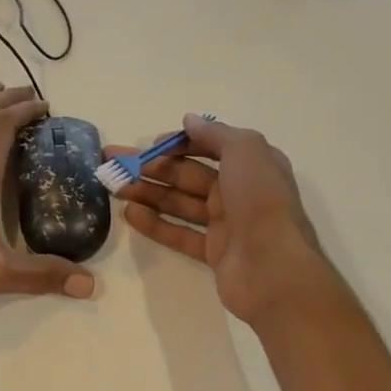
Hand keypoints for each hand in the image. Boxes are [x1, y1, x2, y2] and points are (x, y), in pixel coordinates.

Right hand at [110, 115, 331, 325]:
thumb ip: (215, 133)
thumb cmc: (260, 201)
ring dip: (148, 193)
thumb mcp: (245, 150)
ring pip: (180, 202)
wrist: (275, 270)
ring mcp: (226, 223)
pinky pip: (180, 233)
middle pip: (188, 174)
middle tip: (115, 165)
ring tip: (115, 188)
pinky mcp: (214, 252)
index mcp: (251, 164)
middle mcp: (239, 190)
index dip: (179, 143)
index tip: (151, 145)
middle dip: (152, 167)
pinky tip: (130, 215)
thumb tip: (189, 121)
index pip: (209, 146)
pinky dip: (155, 224)